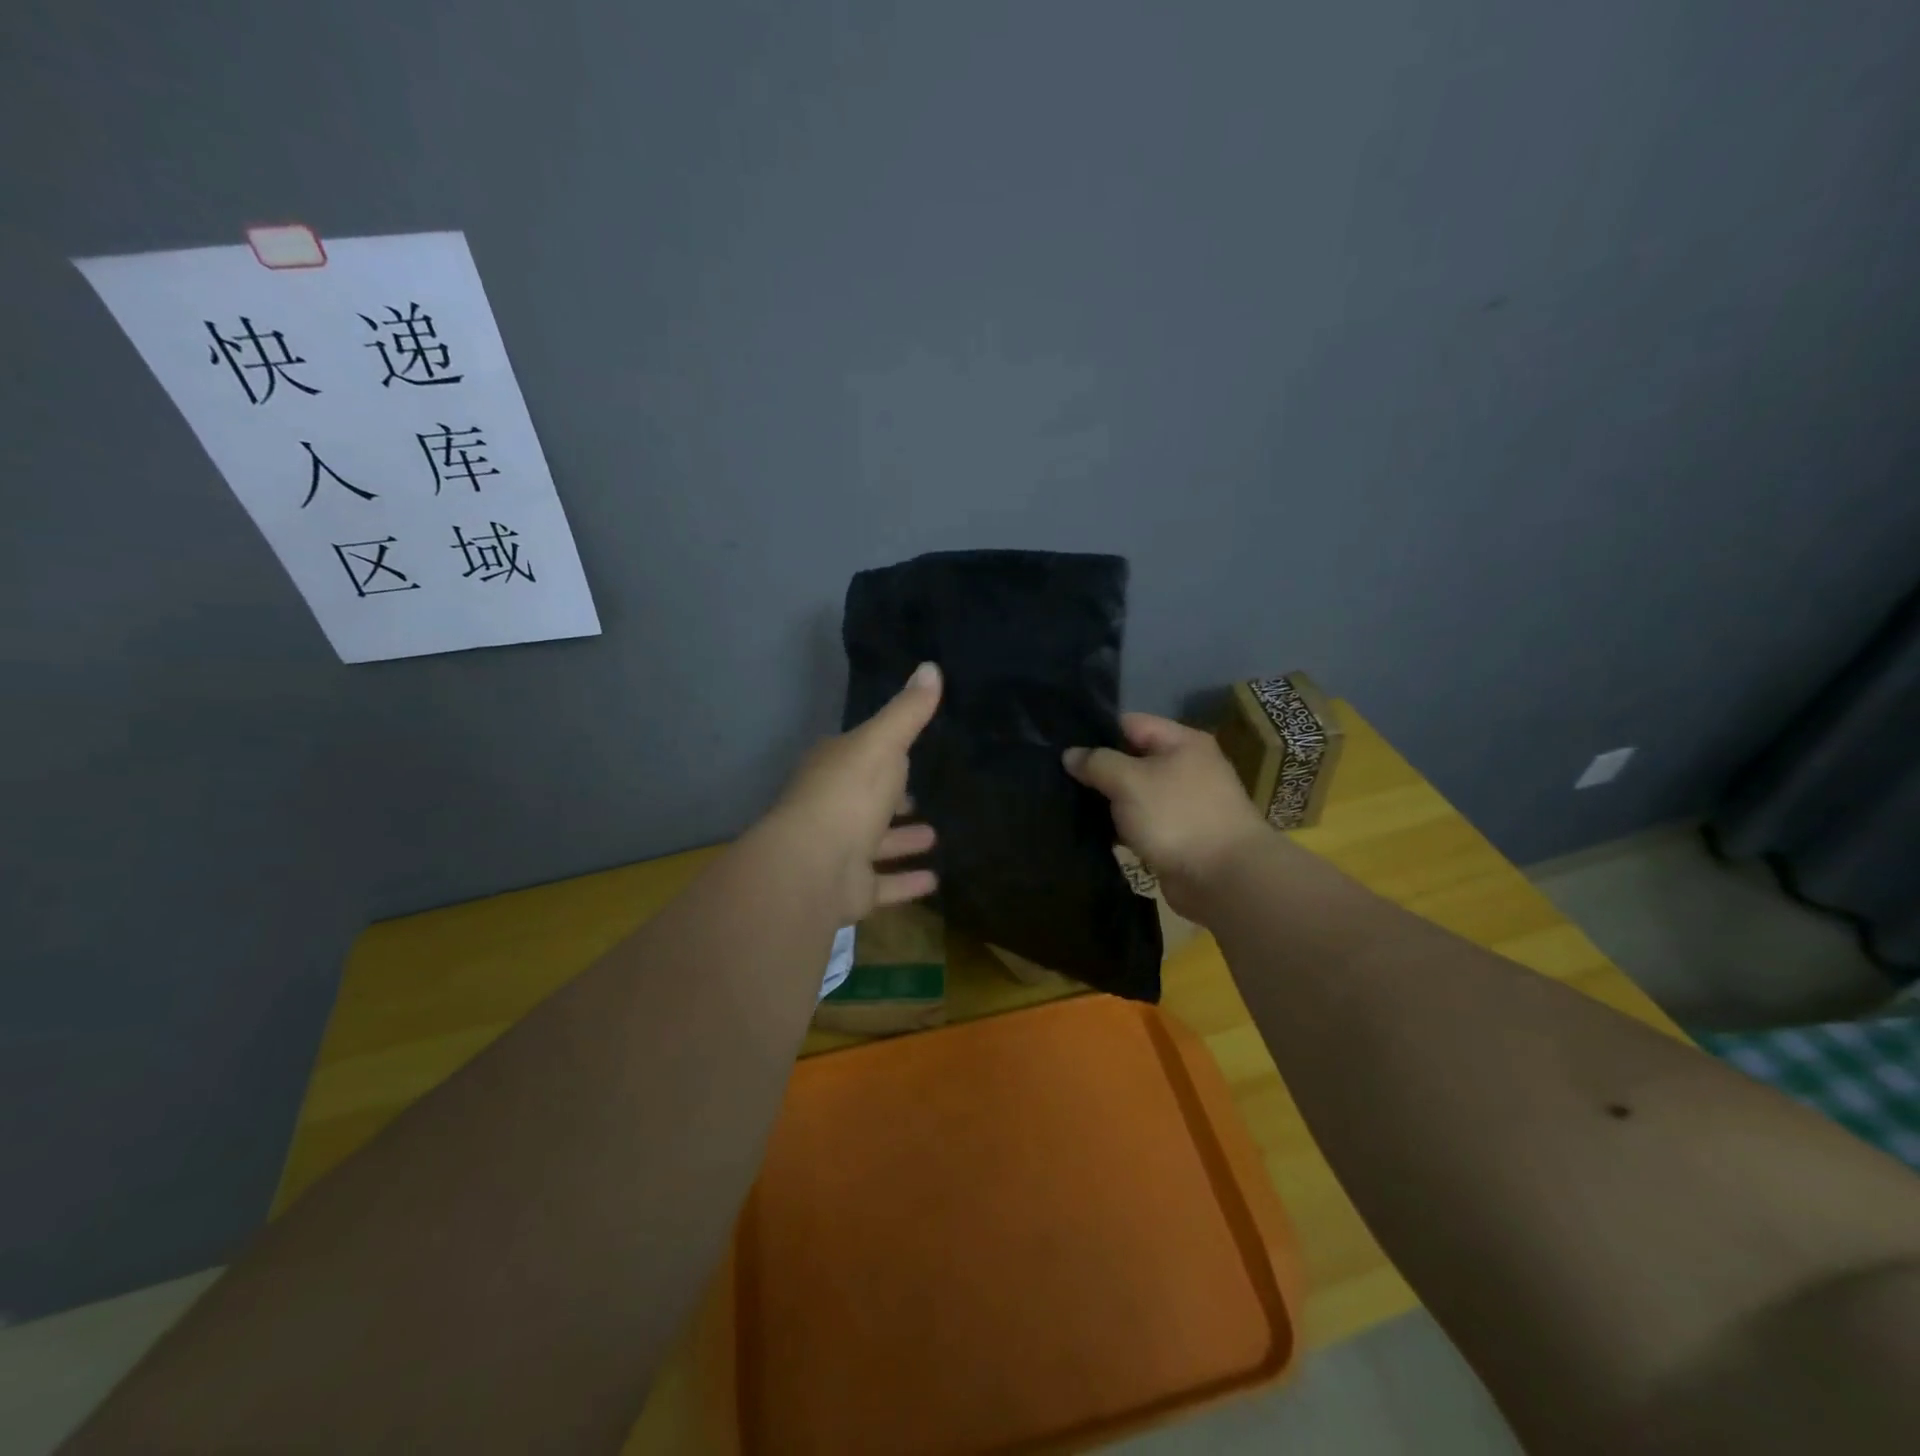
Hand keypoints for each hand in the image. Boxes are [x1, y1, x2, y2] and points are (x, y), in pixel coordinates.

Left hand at [767, 661, 941, 924]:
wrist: (813, 864)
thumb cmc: (848, 793)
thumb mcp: (883, 742)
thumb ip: (908, 711)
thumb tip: (932, 666)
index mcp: (833, 770)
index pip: (859, 756)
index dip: (883, 754)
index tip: (908, 754)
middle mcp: (832, 809)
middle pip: (866, 801)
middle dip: (892, 800)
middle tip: (921, 798)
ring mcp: (838, 851)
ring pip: (875, 843)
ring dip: (903, 840)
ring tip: (936, 835)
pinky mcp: (850, 889)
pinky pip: (884, 884)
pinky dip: (907, 882)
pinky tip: (935, 881)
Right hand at [1064, 713, 1270, 919]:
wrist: (1225, 879)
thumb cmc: (1178, 817)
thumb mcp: (1130, 781)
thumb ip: (1097, 763)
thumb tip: (1070, 755)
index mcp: (1182, 742)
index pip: (1130, 723)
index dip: (1096, 732)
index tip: (1062, 746)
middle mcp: (1186, 767)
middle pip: (1132, 759)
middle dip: (1098, 770)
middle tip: (1058, 778)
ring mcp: (1183, 804)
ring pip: (1134, 795)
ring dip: (1108, 803)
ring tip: (1067, 805)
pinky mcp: (1178, 836)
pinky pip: (1142, 824)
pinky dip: (1121, 828)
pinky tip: (1092, 833)